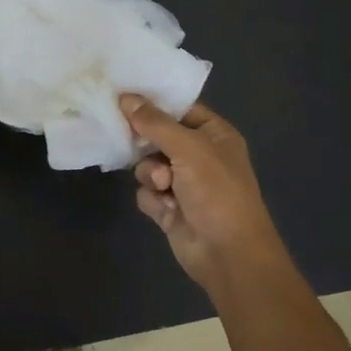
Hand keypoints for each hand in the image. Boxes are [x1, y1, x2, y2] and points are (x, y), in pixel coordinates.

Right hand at [121, 95, 288, 292]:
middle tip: (134, 143)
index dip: (153, 103)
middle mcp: (199, 155)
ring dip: (150, 175)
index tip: (123, 96)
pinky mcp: (169, 207)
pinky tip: (165, 209)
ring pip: (147, 165)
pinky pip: (146, 191)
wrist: (228, 254)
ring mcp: (183, 182)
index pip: (179, 108)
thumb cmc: (217, 191)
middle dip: (147, 145)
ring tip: (163, 186)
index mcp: (214, 134)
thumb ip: (155, 123)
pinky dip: (152, 199)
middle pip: (158, 136)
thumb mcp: (188, 148)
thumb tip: (125, 97)